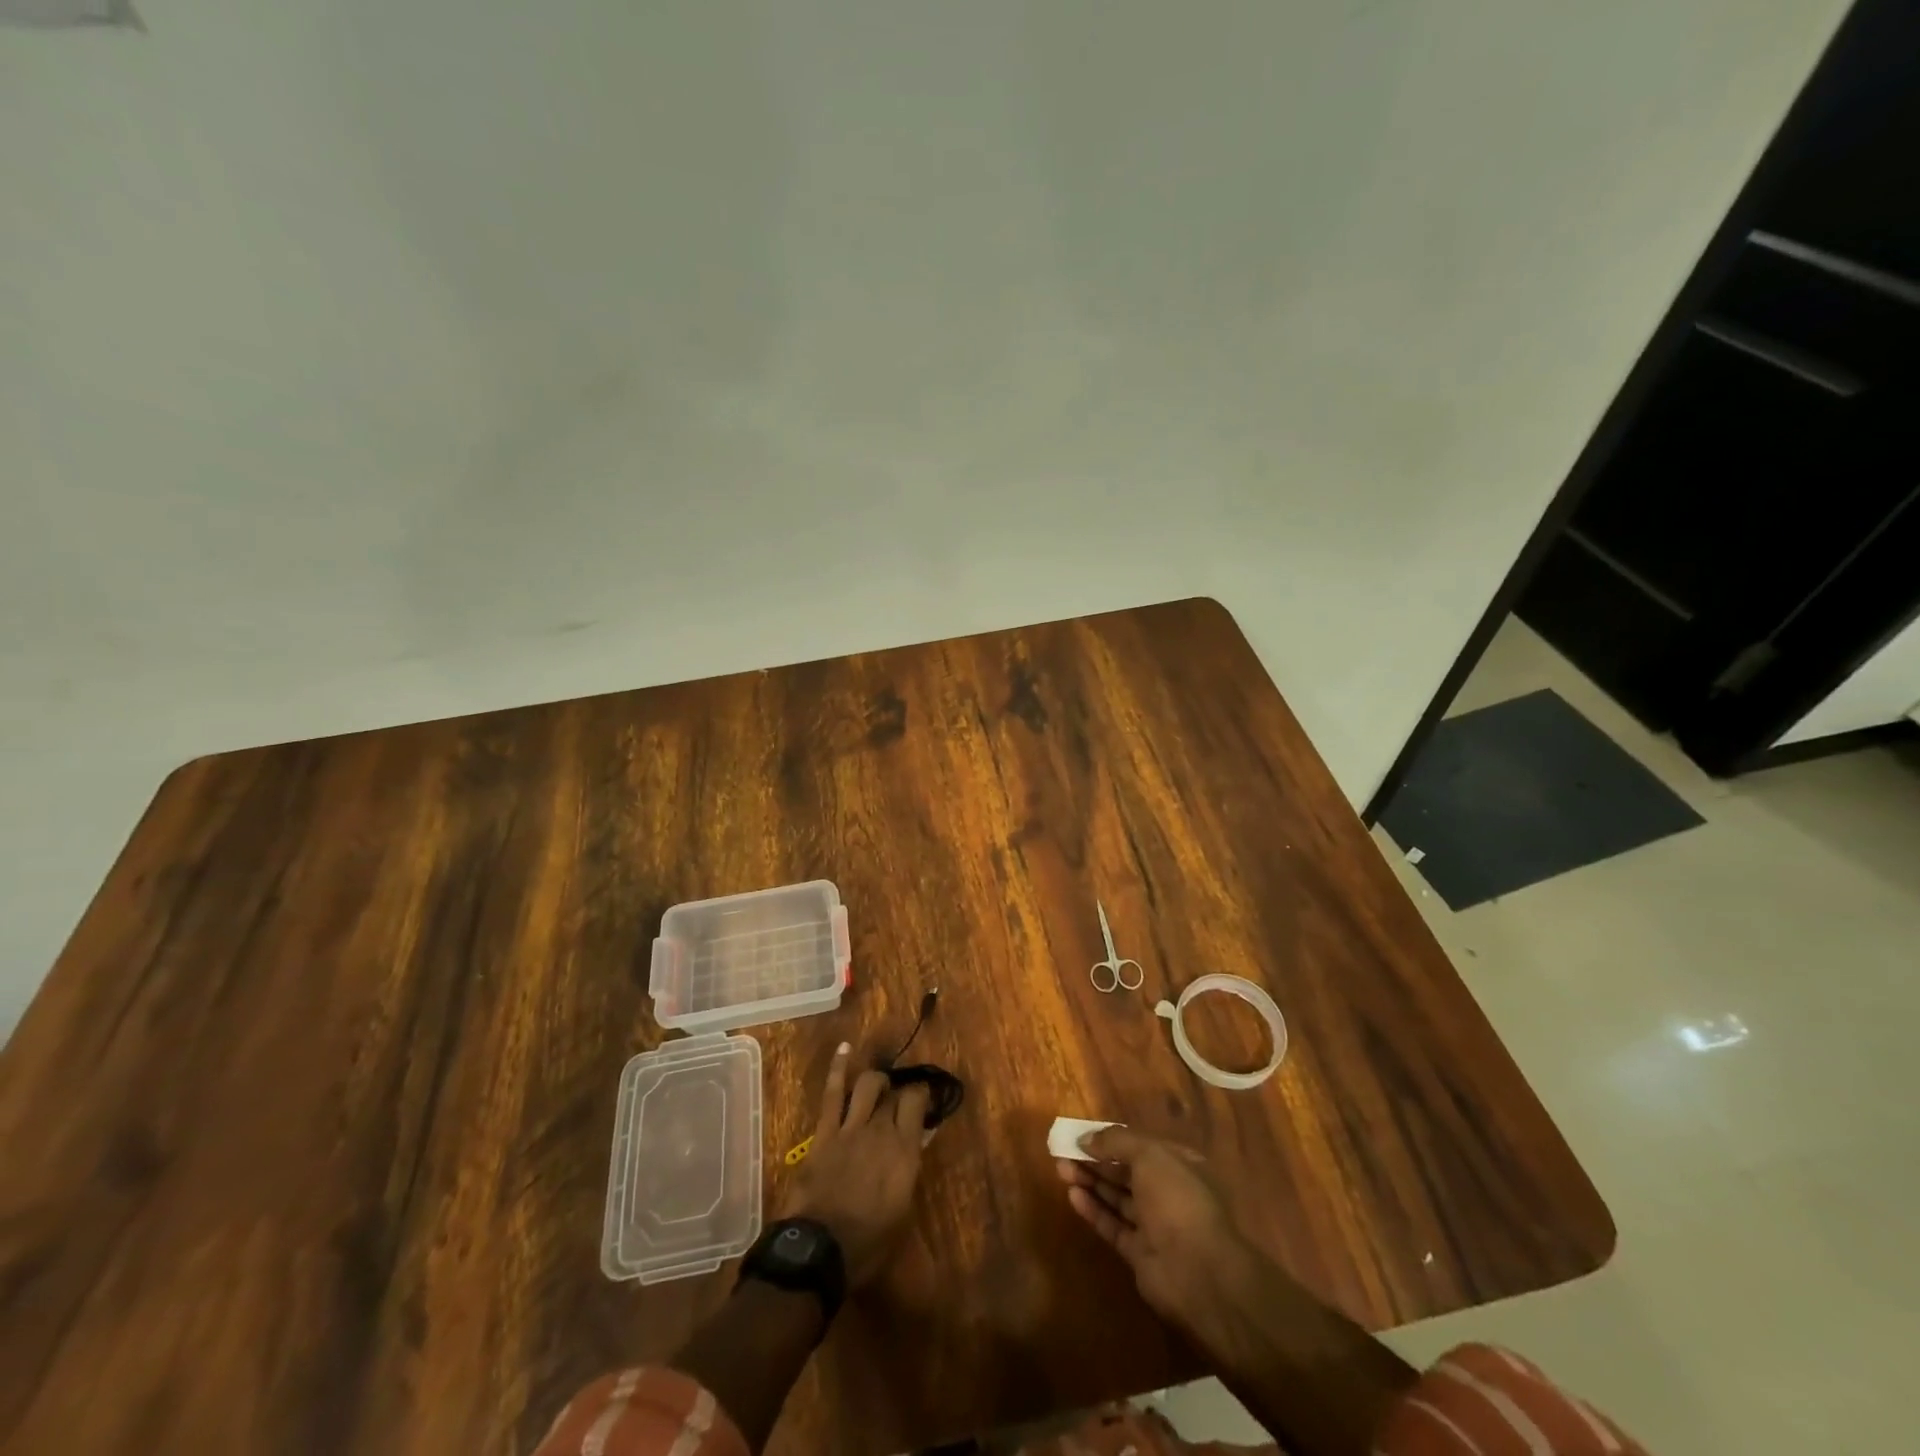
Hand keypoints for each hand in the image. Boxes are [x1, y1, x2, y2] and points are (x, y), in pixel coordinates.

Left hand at [779, 1043, 933, 1286]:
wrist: (819, 1251)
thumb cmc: (868, 1243)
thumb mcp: (902, 1212)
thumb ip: (910, 1170)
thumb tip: (919, 1141)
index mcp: (905, 1151)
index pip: (917, 1103)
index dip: (921, 1096)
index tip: (922, 1101)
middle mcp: (881, 1130)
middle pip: (894, 1095)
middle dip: (899, 1094)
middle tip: (900, 1101)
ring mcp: (850, 1127)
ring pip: (868, 1085)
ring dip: (876, 1081)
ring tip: (879, 1086)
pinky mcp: (824, 1131)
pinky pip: (832, 1093)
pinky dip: (838, 1068)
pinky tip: (845, 1048)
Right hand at [1055, 1126, 1255, 1341]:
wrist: (1198, 1272)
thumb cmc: (1177, 1200)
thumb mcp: (1149, 1155)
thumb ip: (1115, 1142)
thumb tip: (1086, 1138)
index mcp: (1178, 1165)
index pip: (1140, 1147)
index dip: (1111, 1140)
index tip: (1082, 1135)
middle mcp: (1167, 1193)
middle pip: (1125, 1172)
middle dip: (1095, 1160)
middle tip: (1063, 1151)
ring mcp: (1154, 1225)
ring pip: (1117, 1198)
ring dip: (1090, 1181)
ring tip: (1060, 1168)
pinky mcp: (1140, 1254)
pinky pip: (1113, 1226)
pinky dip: (1093, 1210)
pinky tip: (1072, 1196)